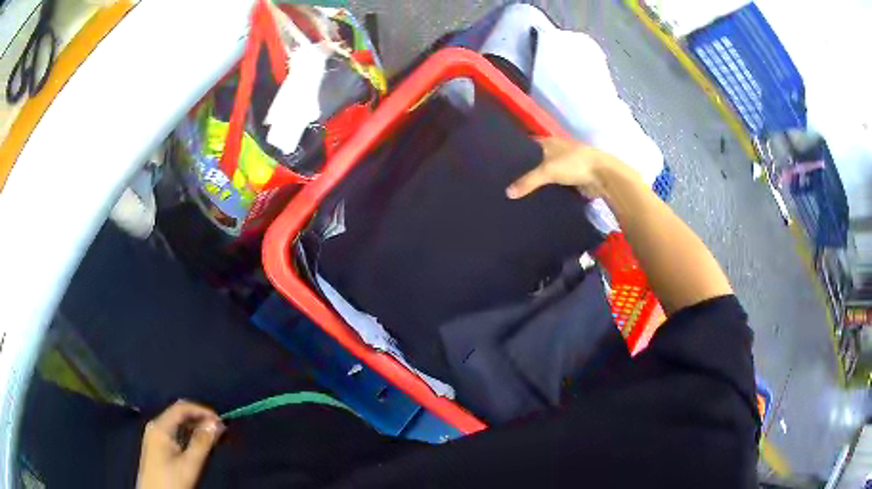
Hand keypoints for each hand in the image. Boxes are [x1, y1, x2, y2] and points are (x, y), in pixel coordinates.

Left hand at [137, 400, 224, 488]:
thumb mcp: (190, 464)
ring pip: (177, 423)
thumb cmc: (172, 481)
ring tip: (213, 438)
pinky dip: (188, 435)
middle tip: (220, 431)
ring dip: (195, 427)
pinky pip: (174, 432)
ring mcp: (154, 435)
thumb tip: (217, 424)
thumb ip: (203, 443)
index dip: (202, 411)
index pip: (181, 408)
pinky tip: (198, 444)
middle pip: (178, 414)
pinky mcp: (157, 445)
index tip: (221, 422)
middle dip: (200, 419)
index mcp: (160, 427)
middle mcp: (155, 426)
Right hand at [506, 137, 632, 199]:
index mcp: (548, 142)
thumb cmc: (574, 164)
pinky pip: (554, 184)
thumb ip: (527, 181)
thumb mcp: (547, 171)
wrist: (603, 175)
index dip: (514, 151)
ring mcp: (564, 165)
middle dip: (524, 169)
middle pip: (535, 160)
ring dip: (536, 181)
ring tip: (516, 191)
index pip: (526, 145)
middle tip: (504, 181)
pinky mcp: (571, 178)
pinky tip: (535, 198)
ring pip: (545, 173)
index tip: (500, 162)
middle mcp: (555, 151)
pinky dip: (546, 189)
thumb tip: (507, 193)